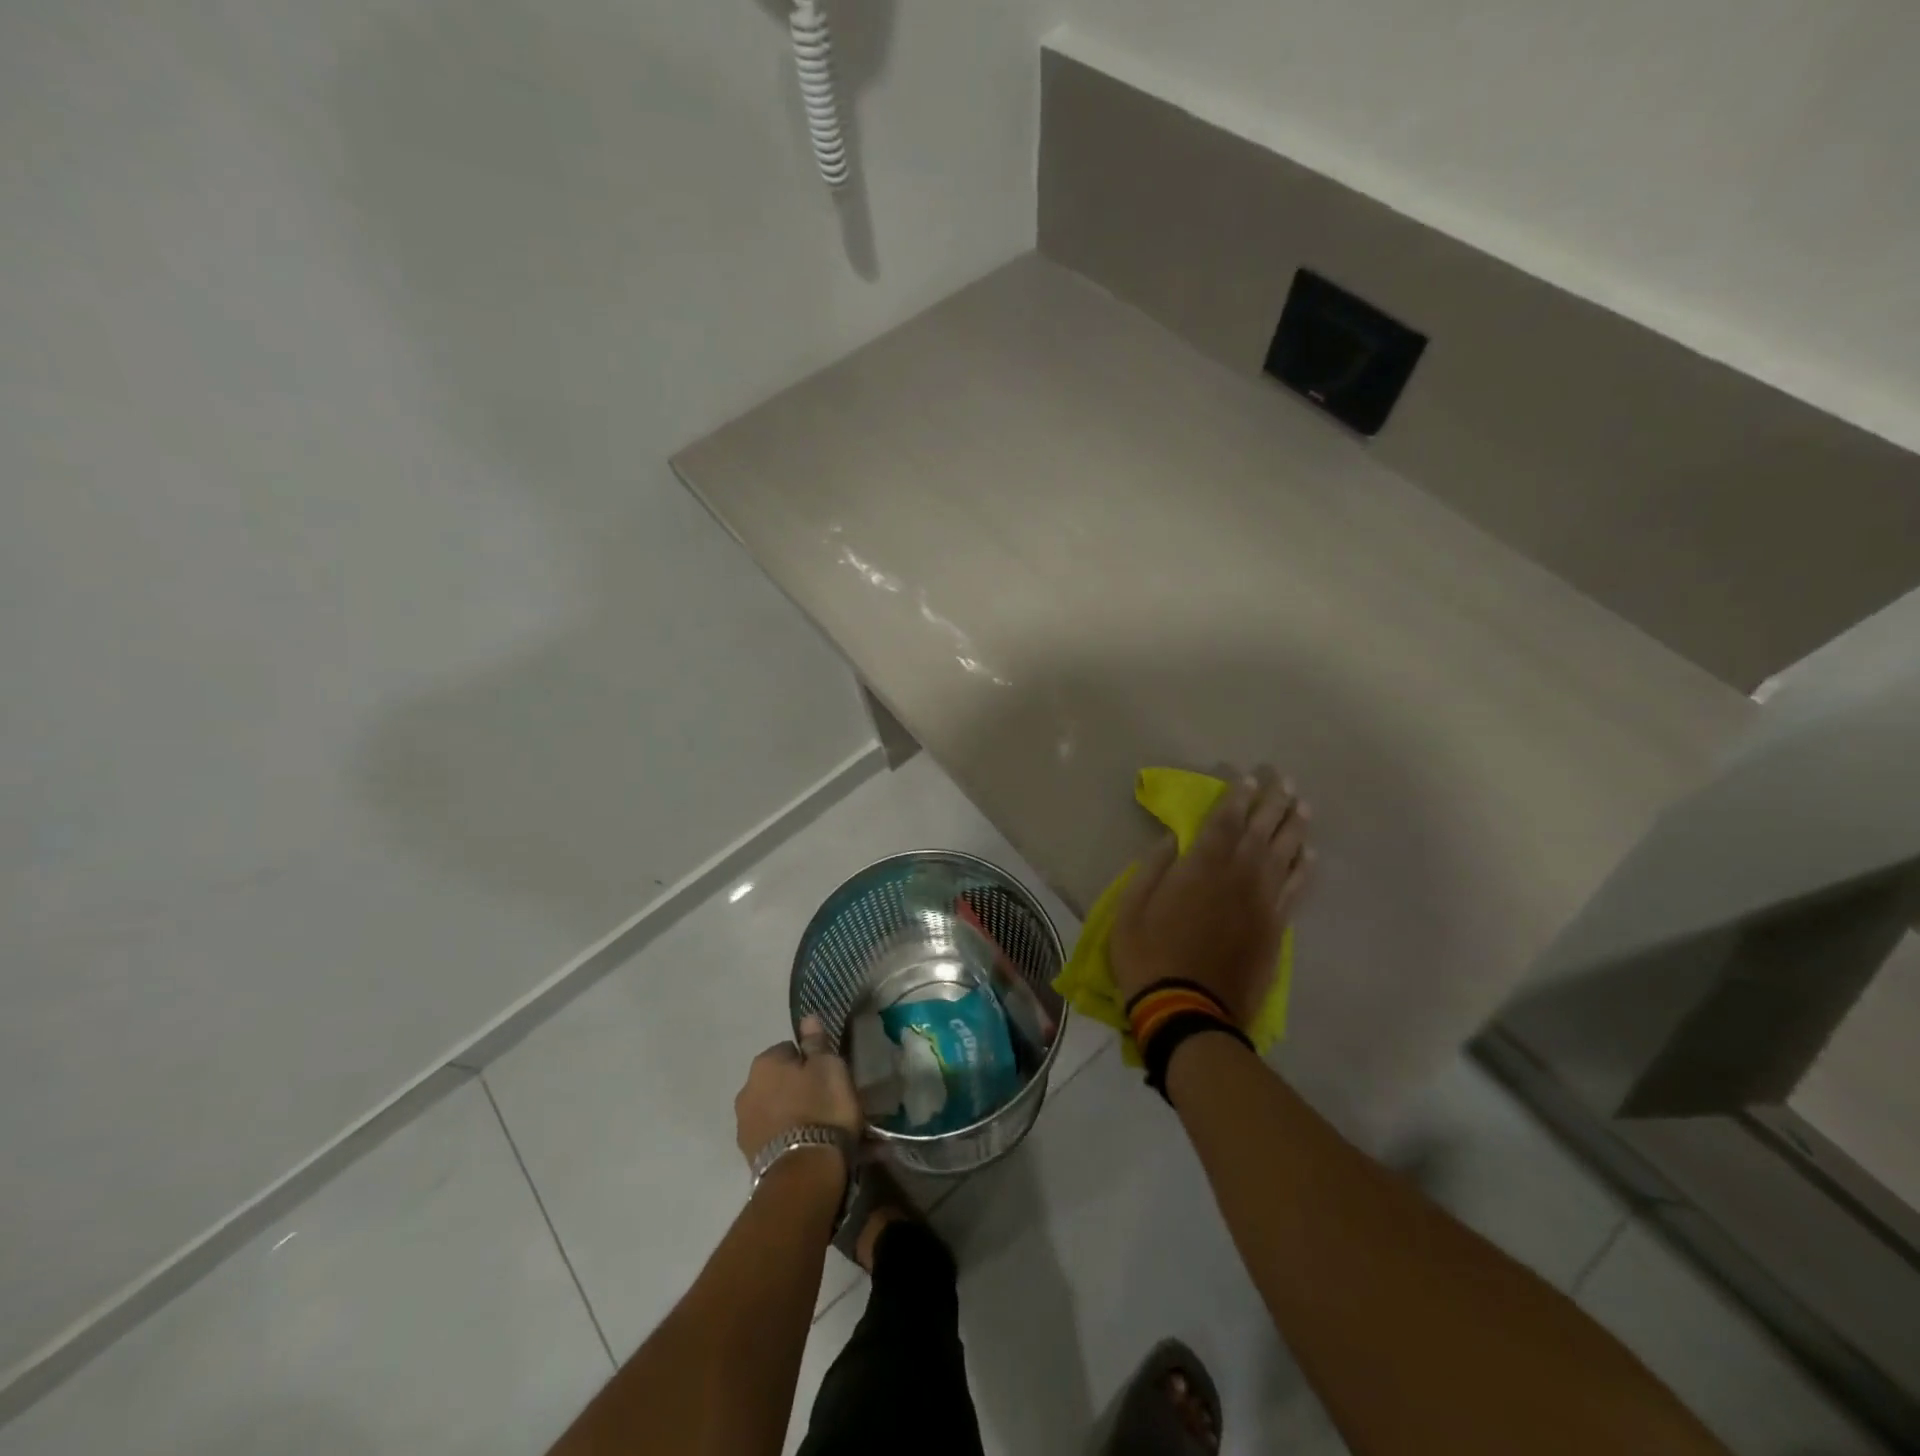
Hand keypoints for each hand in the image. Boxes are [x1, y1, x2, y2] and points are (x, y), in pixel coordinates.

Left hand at [734, 1014, 862, 1168]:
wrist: (804, 1173)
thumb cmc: (821, 1109)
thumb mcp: (829, 1068)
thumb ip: (816, 1042)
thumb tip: (807, 1017)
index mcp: (765, 1063)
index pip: (789, 1049)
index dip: (810, 1061)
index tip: (827, 1076)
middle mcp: (746, 1088)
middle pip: (777, 1080)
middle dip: (795, 1087)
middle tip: (823, 1101)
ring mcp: (743, 1124)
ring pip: (772, 1107)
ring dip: (788, 1112)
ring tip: (815, 1127)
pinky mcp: (748, 1155)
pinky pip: (771, 1134)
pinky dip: (784, 1136)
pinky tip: (804, 1145)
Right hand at [1110, 766, 1312, 1024]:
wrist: (1187, 1009)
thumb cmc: (1148, 955)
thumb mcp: (1131, 907)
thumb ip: (1154, 867)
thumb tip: (1173, 838)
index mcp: (1201, 867)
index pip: (1224, 820)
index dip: (1237, 795)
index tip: (1246, 775)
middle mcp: (1239, 876)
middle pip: (1262, 830)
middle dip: (1272, 800)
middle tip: (1283, 778)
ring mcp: (1262, 903)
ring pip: (1285, 855)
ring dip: (1294, 827)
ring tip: (1302, 805)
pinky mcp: (1275, 929)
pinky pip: (1296, 890)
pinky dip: (1304, 869)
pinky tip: (1309, 855)